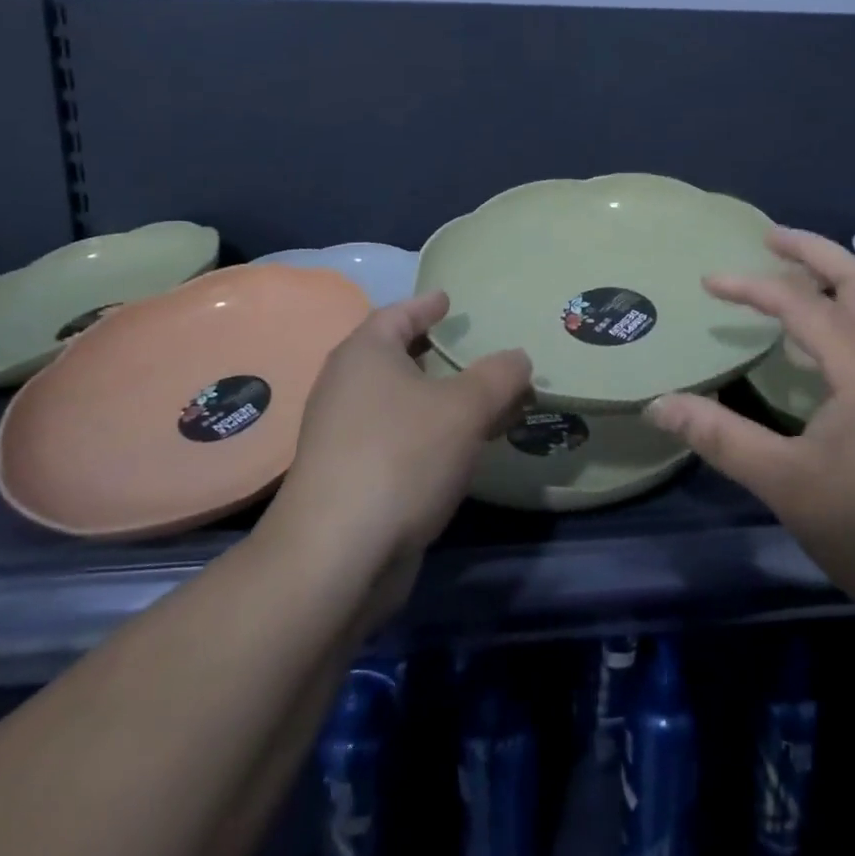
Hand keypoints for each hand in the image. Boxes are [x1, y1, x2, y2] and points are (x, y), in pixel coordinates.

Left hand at [272, 292, 532, 575]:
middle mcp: (346, 387)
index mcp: (364, 354)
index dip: (426, 304)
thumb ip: (498, 376)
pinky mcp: (348, 477)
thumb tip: (518, 357)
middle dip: (435, 353)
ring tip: (477, 400)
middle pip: (395, 357)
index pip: (397, 313)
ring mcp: (341, 435)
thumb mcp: (465, 408)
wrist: (336, 556)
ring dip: (436, 399)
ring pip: (398, 402)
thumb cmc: (401, 457)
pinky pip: (396, 438)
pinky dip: (427, 434)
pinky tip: (457, 449)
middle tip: (470, 349)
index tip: (448, 299)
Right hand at [645, 228, 854, 623]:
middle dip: (811, 251)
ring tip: (788, 278)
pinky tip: (817, 346)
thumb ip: (720, 437)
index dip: (751, 287)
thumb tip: (659, 404)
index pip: (802, 304)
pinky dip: (845, 316)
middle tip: (768, 237)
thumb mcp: (786, 485)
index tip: (708, 283)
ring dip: (833, 280)